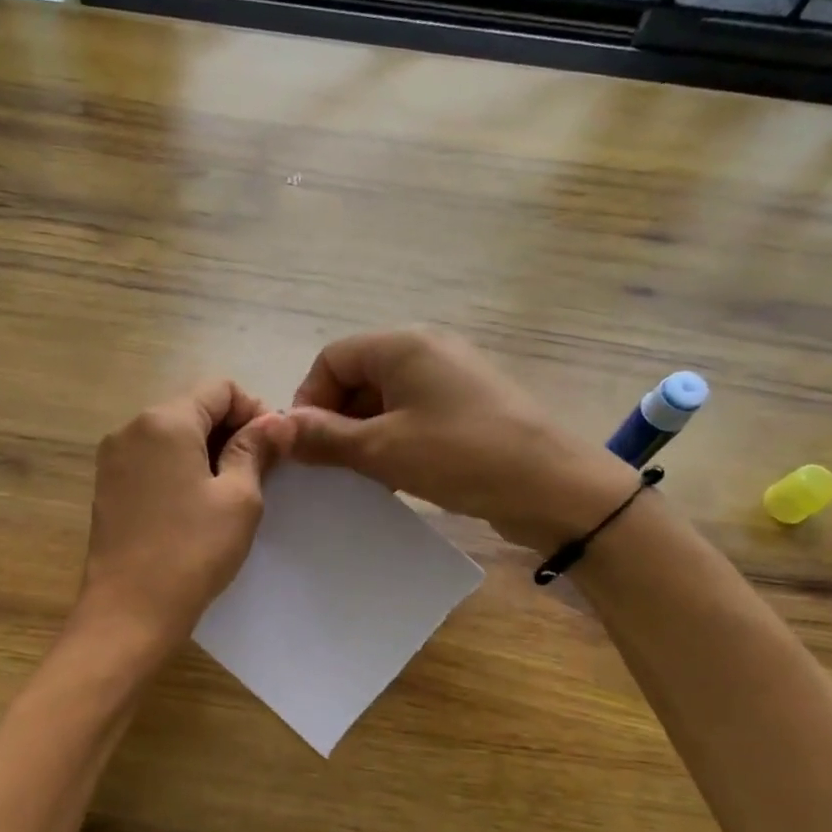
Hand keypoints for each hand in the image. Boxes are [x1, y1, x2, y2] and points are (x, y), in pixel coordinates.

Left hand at [77, 381, 293, 652]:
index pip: (219, 388)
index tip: (272, 448)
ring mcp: (114, 457)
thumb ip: (256, 449)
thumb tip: (278, 420)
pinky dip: (180, 466)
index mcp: (164, 421)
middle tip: (258, 472)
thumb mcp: (238, 498)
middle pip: (192, 407)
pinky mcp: (107, 485)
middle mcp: (131, 428)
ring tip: (229, 491)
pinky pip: (152, 458)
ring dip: (206, 449)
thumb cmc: (192, 552)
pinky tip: (196, 503)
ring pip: (172, 433)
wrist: (128, 612)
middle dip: (230, 430)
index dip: (253, 410)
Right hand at [290, 329, 634, 551]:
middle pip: (357, 376)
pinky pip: (414, 414)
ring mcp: (452, 377)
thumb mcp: (382, 449)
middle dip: (336, 419)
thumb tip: (277, 429)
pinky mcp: (469, 406)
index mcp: (403, 345)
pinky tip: (393, 476)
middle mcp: (427, 350)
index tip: (307, 446)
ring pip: (385, 399)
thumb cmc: (460, 456)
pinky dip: (394, 440)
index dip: (310, 400)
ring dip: (363, 434)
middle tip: (331, 466)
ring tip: (360, 476)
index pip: (332, 358)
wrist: (554, 486)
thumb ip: (325, 437)